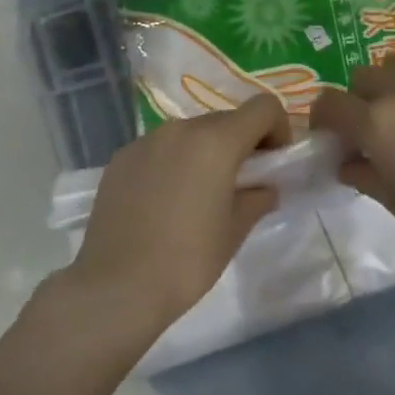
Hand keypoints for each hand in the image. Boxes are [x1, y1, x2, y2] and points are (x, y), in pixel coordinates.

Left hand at [69, 94, 291, 331]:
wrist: (116, 286)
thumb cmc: (187, 260)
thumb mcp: (235, 231)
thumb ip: (257, 198)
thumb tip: (264, 187)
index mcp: (216, 141)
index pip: (263, 107)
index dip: (278, 129)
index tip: (273, 163)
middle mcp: (180, 129)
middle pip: (225, 120)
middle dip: (241, 143)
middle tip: (240, 184)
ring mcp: (146, 140)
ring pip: (190, 133)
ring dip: (205, 152)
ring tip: (199, 195)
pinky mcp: (121, 158)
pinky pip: (160, 149)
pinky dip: (173, 163)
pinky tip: (164, 202)